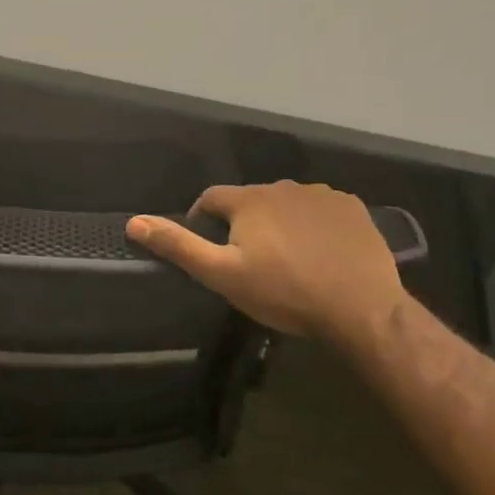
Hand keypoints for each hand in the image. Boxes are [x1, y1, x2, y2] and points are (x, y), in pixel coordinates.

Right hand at [127, 181, 410, 349]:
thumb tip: (134, 222)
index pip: (211, 199)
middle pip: (250, 201)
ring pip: (287, 204)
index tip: (207, 248)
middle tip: (249, 261)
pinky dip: (314, 225)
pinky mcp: (353, 208)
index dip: (202, 220)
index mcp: (249, 199)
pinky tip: (320, 253)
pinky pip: (321, 210)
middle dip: (243, 224)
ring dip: (279, 222)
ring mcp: (322, 194)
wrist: (361, 308)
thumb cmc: (284, 292)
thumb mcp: (222, 275)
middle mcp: (283, 186)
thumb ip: (179, 246)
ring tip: (286, 259)